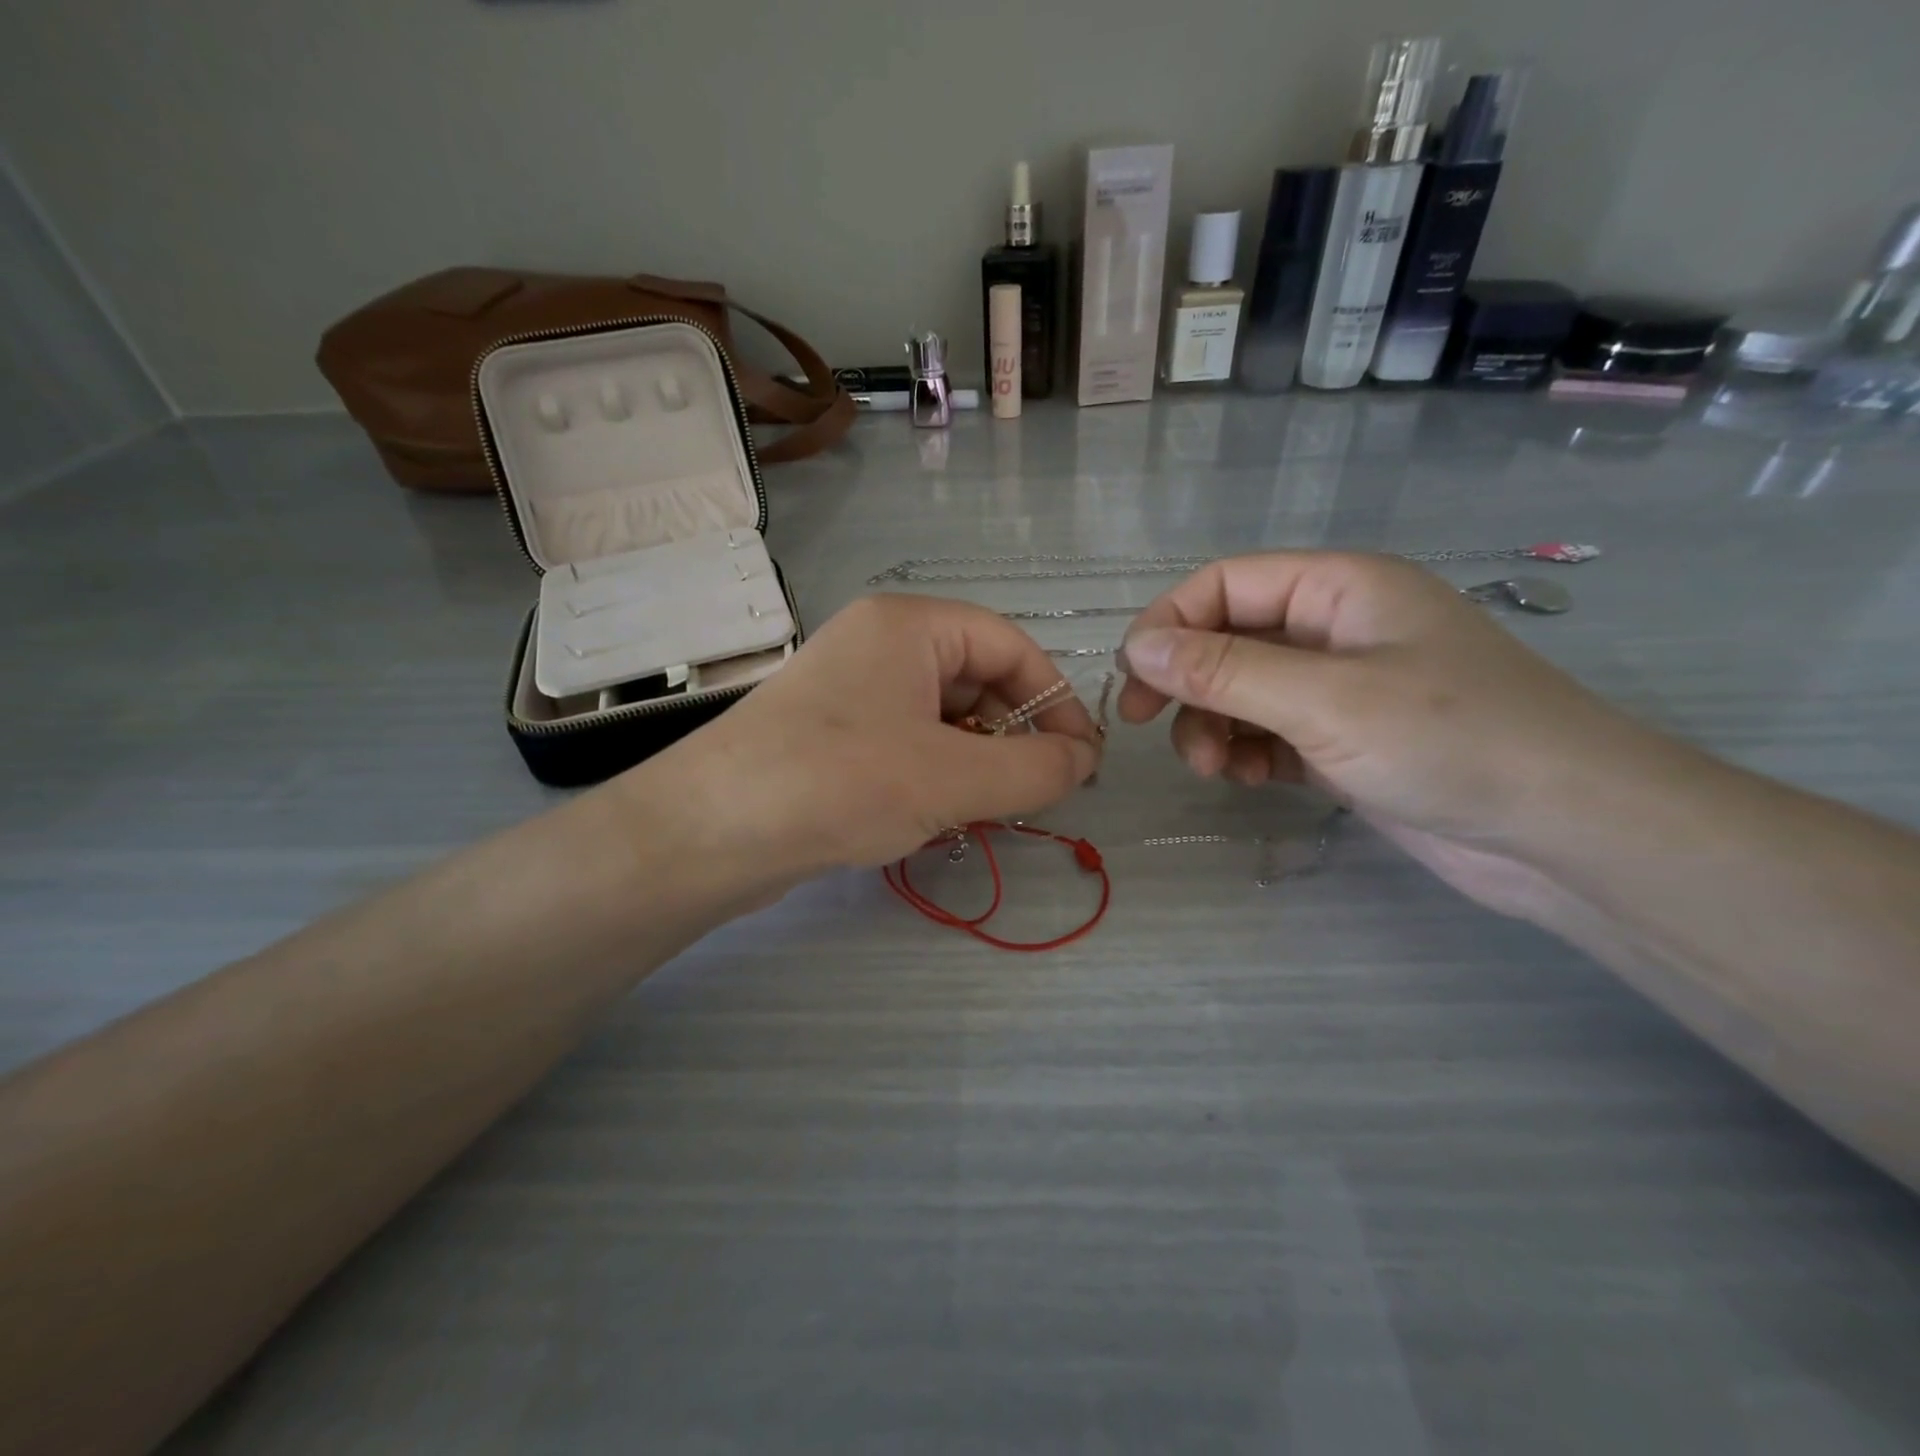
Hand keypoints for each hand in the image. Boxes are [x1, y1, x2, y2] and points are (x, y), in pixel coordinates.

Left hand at [648, 594, 1101, 877]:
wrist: (709, 833)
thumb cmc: (841, 782)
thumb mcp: (953, 778)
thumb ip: (1034, 768)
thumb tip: (1085, 761)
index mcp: (909, 625)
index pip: (1010, 645)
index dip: (1054, 700)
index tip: (1082, 759)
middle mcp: (878, 644)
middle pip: (976, 679)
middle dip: (1014, 736)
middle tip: (1038, 792)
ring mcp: (850, 689)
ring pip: (942, 717)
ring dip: (976, 761)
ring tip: (988, 810)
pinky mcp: (830, 733)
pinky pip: (906, 742)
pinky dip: (936, 774)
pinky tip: (938, 816)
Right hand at [1116, 552, 1681, 916]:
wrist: (1565, 834)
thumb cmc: (1451, 741)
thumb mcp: (1324, 700)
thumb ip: (1224, 670)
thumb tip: (1136, 647)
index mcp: (1338, 588)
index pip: (1225, 584)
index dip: (1169, 622)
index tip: (1132, 679)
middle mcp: (1334, 629)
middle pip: (1226, 639)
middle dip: (1185, 682)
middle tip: (1143, 725)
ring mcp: (1338, 688)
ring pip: (1241, 691)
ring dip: (1210, 724)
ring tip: (1211, 768)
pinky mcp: (1342, 741)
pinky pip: (1267, 733)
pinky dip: (1243, 752)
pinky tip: (1244, 780)